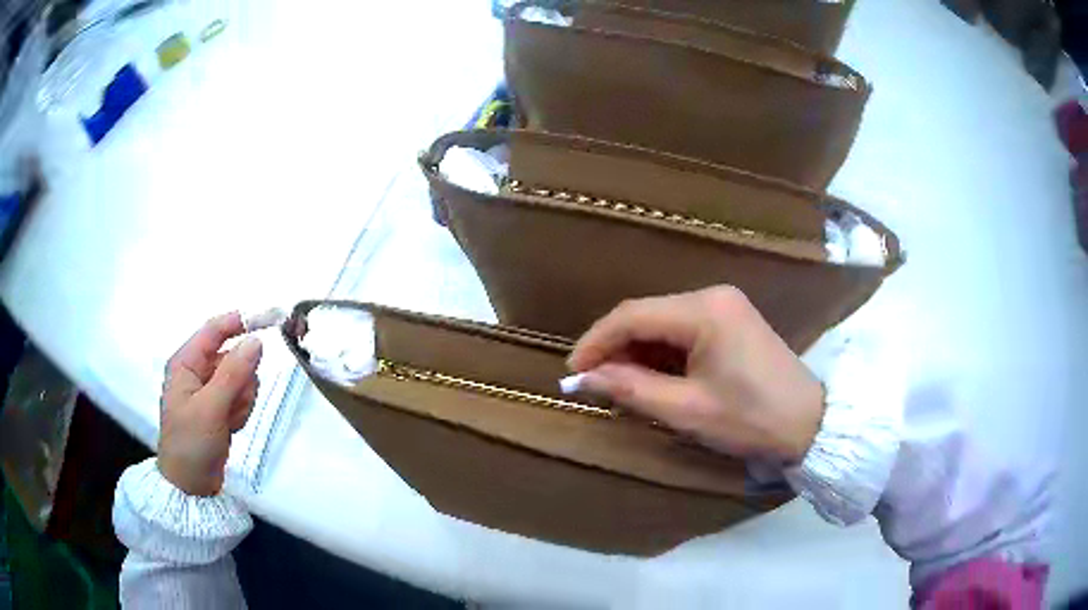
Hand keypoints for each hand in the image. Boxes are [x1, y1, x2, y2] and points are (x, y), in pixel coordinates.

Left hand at [158, 313, 262, 495]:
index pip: (215, 330)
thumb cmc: (191, 443)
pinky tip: (231, 428)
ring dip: (242, 400)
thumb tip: (256, 341)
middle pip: (233, 357)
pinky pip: (240, 397)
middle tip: (233, 404)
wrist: (190, 487)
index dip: (241, 322)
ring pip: (241, 379)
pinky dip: (241, 411)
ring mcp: (208, 391)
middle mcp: (197, 372)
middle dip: (240, 380)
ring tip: (229, 421)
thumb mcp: (210, 408)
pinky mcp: (218, 408)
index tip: (270, 321)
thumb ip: (233, 373)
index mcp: (186, 363)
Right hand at [568, 286, 824, 463]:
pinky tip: (651, 374)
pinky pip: (683, 328)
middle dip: (615, 346)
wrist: (809, 423)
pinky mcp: (732, 320)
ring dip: (637, 350)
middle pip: (647, 314)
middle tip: (593, 381)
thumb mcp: (687, 410)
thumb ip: (633, 389)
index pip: (633, 315)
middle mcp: (713, 296)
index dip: (596, 341)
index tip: (572, 372)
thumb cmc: (751, 419)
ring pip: (663, 320)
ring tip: (617, 383)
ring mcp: (725, 305)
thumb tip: (585, 379)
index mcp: (705, 310)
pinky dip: (661, 351)